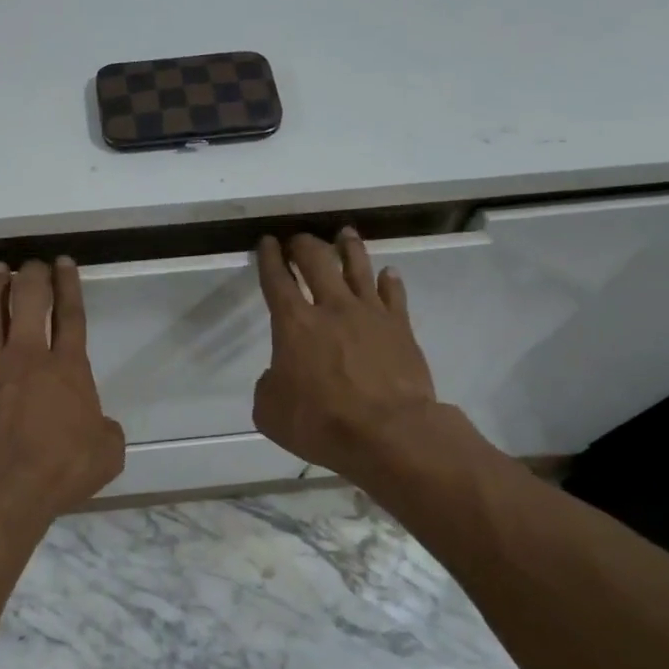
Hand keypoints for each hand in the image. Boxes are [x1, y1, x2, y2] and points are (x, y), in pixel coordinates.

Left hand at [0, 258, 125, 526]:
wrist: (0, 489)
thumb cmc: (59, 469)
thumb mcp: (107, 454)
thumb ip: (106, 432)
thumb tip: (100, 426)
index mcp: (67, 368)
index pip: (71, 317)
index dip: (70, 287)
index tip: (64, 263)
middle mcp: (27, 358)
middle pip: (30, 304)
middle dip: (33, 277)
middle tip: (33, 262)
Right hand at [253, 230, 482, 479]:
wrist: (388, 433)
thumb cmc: (321, 423)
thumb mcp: (270, 412)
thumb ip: (268, 385)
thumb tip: (279, 375)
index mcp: (294, 324)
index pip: (277, 279)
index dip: (269, 257)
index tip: (267, 242)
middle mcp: (331, 308)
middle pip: (317, 261)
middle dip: (304, 245)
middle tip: (299, 239)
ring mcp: (370, 314)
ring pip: (359, 267)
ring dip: (349, 248)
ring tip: (345, 234)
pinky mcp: (400, 328)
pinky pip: (394, 294)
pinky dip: (389, 281)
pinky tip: (388, 273)